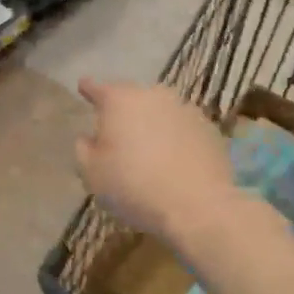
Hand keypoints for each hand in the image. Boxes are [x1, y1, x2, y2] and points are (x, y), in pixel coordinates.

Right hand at [74, 79, 236, 243]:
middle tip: (117, 131)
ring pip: (160, 111)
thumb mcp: (91, 173)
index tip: (83, 87)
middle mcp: (152, 95)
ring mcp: (185, 109)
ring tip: (148, 147)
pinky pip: (183, 128)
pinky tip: (174, 160)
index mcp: (119, 100)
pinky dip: (176, 137)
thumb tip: (89, 138)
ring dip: (151, 122)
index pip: (97, 88)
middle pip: (131, 97)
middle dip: (123, 110)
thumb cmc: (133, 186)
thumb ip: (83, 149)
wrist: (198, 206)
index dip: (88, 89)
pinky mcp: (209, 129)